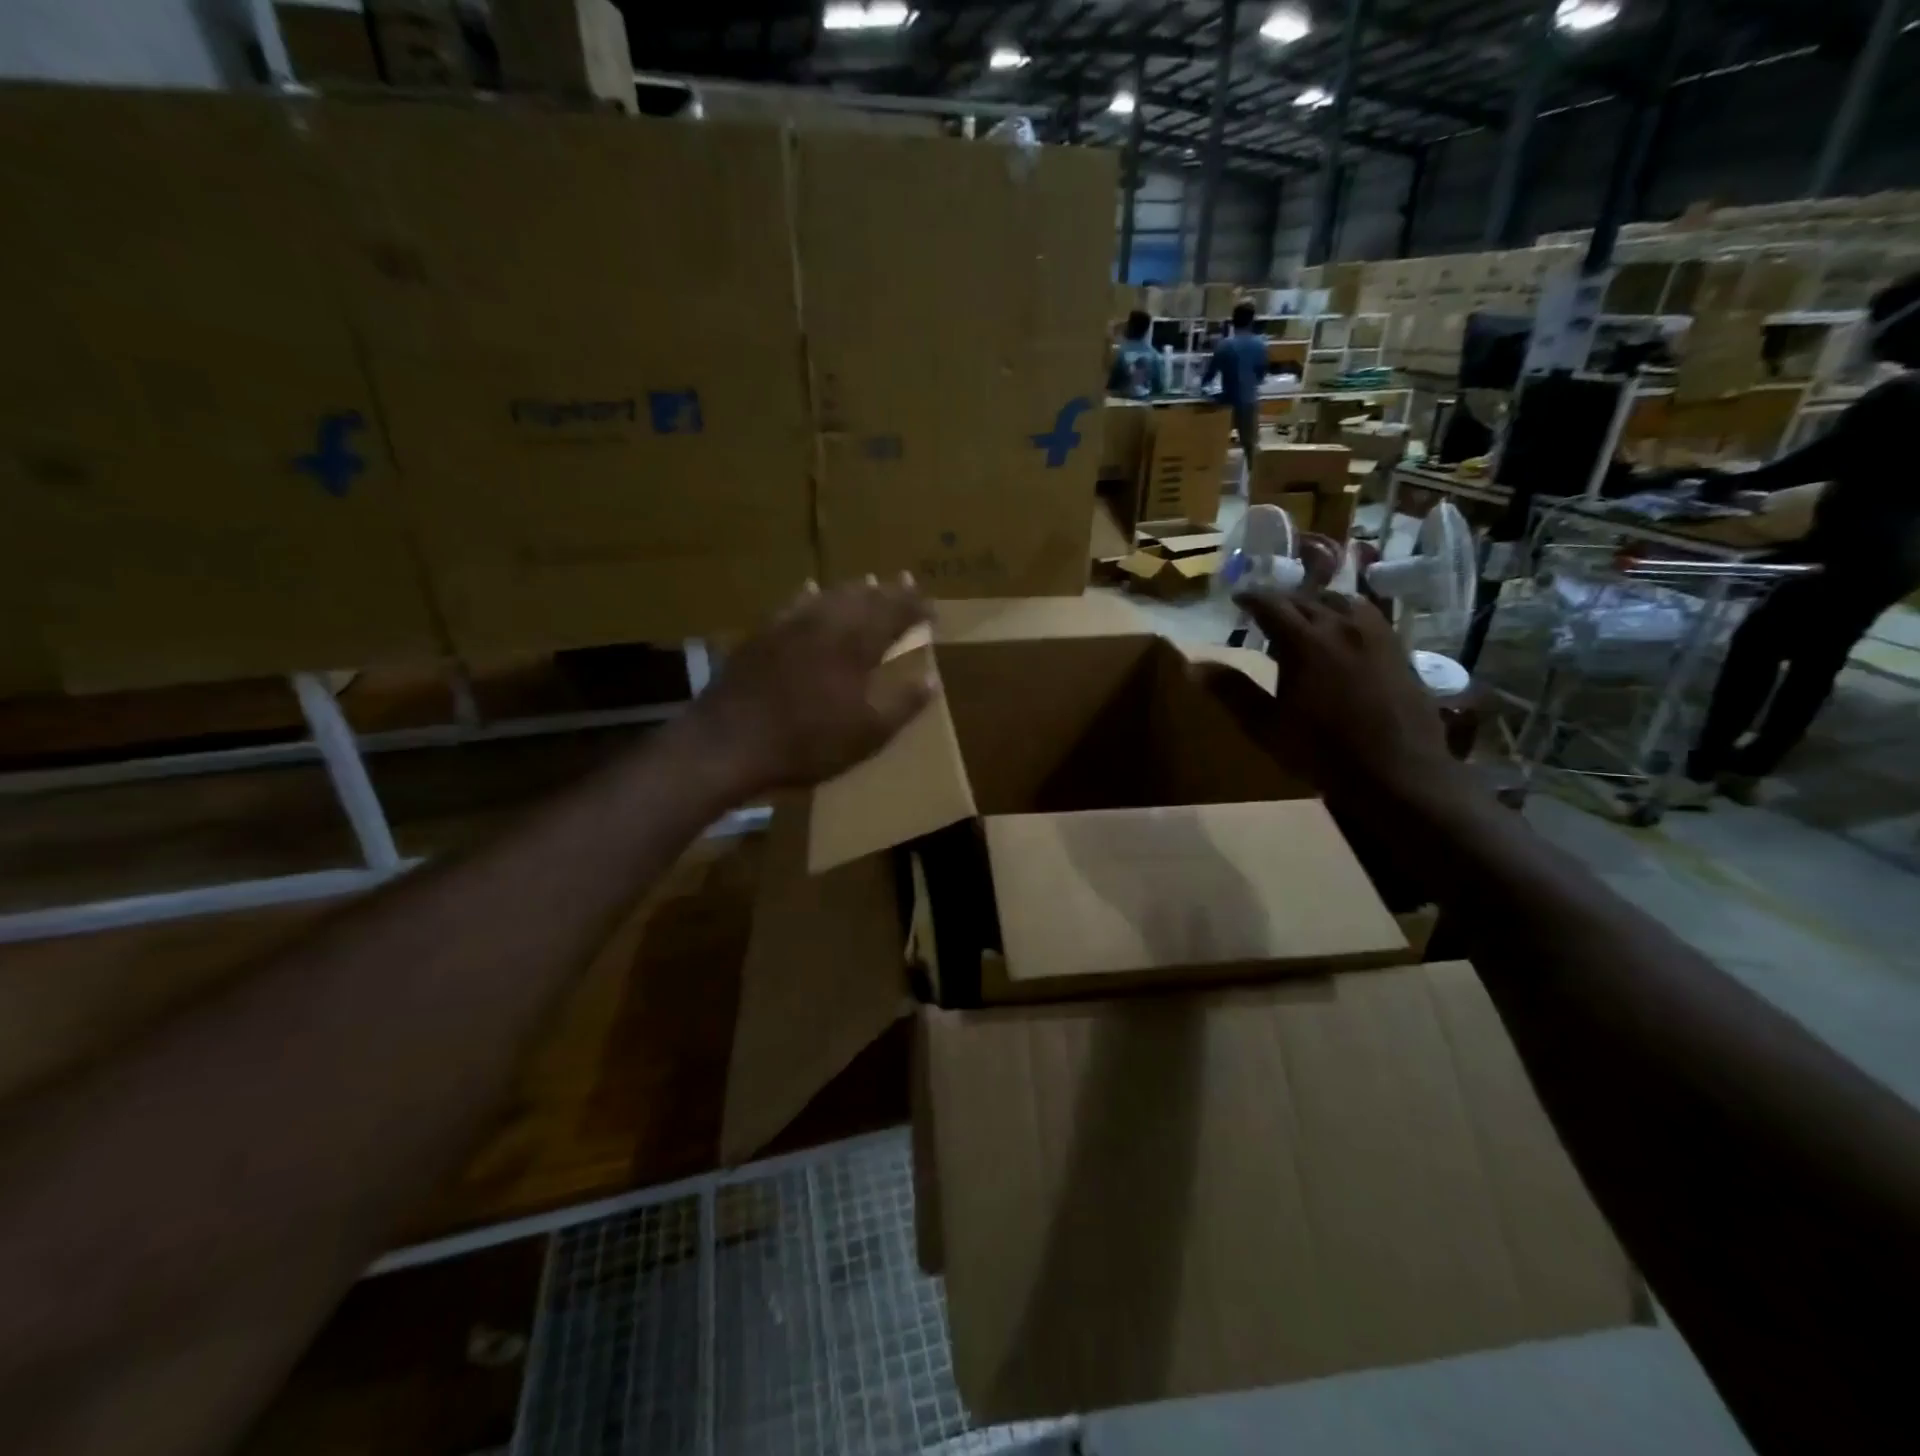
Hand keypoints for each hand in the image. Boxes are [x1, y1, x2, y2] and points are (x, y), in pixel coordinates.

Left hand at [690, 576, 934, 796]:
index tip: (932, 608)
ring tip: (868, 582)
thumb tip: (931, 679)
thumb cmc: (808, 742)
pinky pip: (792, 605)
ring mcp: (790, 625)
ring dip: (853, 589)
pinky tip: (810, 590)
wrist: (730, 741)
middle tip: (906, 581)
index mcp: (857, 645)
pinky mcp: (762, 635)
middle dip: (889, 591)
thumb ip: (902, 704)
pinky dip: (809, 596)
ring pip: (829, 596)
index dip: (916, 609)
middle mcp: (826, 624)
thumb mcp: (867, 734)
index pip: (895, 615)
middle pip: (864, 598)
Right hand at [1212, 584, 1464, 817]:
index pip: (1271, 605)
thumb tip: (1193, 666)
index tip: (1237, 598)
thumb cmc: (1321, 751)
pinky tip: (1346, 632)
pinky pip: (1369, 617)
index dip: (1251, 598)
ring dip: (1318, 602)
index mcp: (1305, 642)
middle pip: (1307, 599)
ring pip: (1343, 602)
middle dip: (1283, 600)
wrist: (1396, 771)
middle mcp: (1341, 627)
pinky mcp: (1399, 650)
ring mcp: (1376, 636)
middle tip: (1266, 608)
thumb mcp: (1266, 725)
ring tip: (1308, 613)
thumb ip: (1232, 691)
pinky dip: (1348, 615)